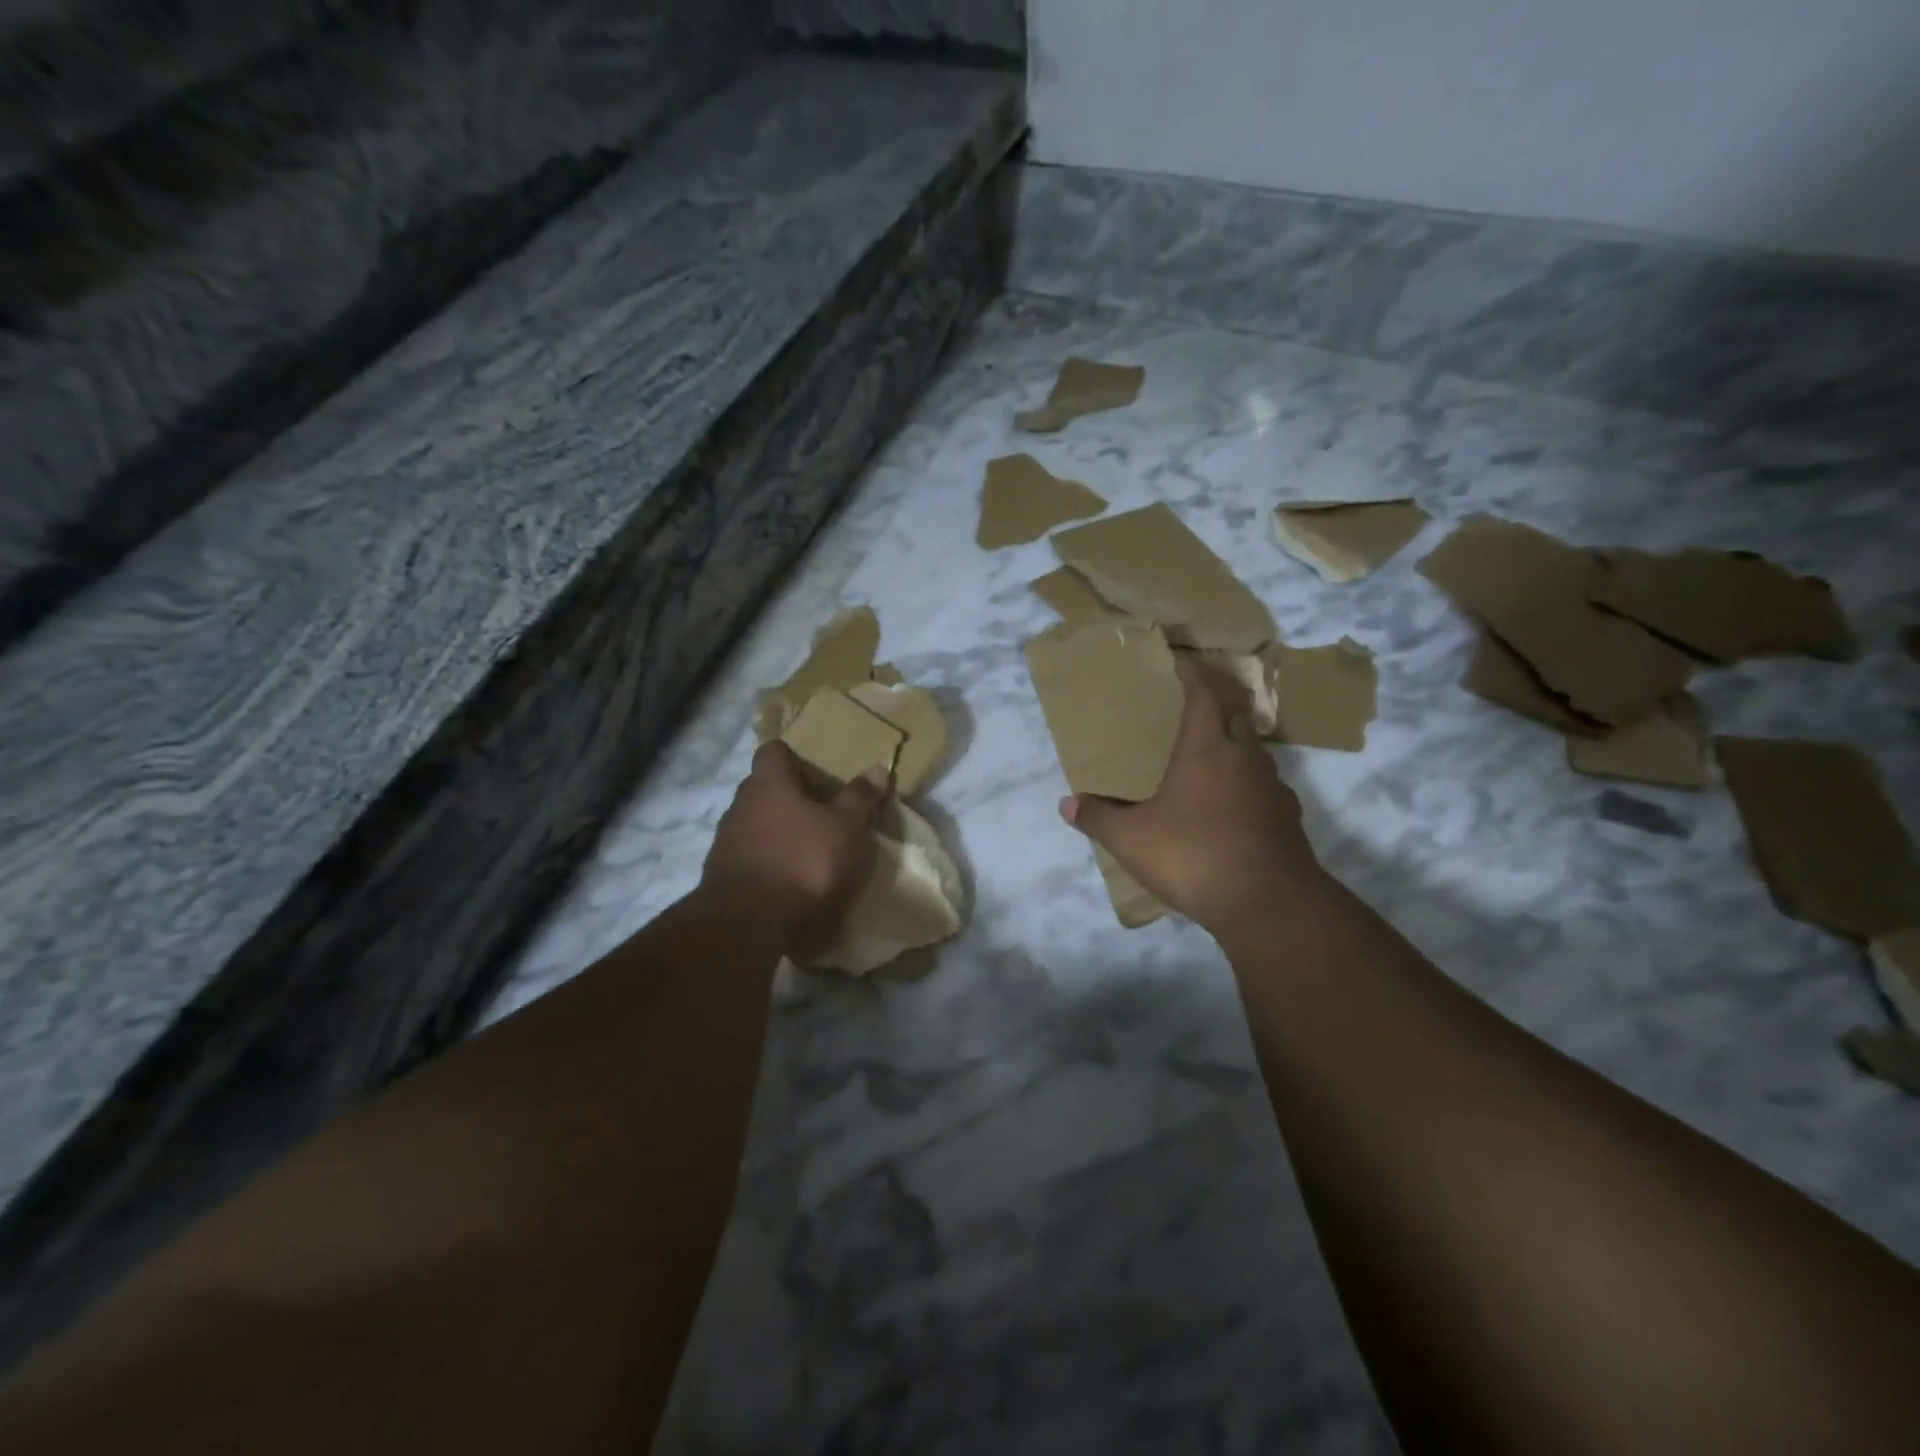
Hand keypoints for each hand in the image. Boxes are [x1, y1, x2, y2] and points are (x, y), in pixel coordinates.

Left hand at [702, 742, 888, 954]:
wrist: (750, 919)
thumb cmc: (803, 859)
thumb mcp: (845, 827)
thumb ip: (859, 798)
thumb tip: (878, 768)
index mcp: (769, 782)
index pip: (773, 751)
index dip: (793, 756)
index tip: (814, 770)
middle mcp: (741, 803)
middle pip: (763, 787)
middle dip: (788, 795)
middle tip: (819, 810)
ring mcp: (726, 839)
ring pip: (754, 821)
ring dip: (776, 829)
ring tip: (806, 846)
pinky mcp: (721, 873)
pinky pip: (748, 854)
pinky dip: (767, 858)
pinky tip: (787, 876)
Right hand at [1059, 656, 1321, 934]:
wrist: (1267, 903)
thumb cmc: (1192, 854)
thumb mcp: (1131, 839)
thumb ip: (1098, 818)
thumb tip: (1067, 804)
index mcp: (1207, 749)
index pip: (1204, 695)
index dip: (1193, 675)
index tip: (1181, 663)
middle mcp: (1245, 758)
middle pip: (1236, 717)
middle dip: (1217, 708)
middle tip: (1194, 711)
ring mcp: (1273, 788)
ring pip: (1255, 753)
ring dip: (1235, 748)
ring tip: (1211, 761)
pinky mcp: (1289, 819)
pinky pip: (1266, 788)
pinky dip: (1248, 786)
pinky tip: (1232, 808)